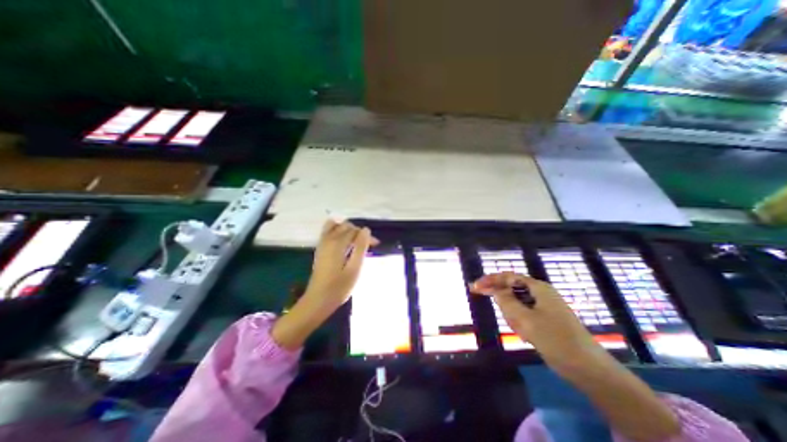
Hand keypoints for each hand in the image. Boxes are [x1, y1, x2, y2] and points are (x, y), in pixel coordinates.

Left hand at [275, 219, 377, 349]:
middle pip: (346, 226)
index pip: (355, 231)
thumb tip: (366, 230)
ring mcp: (322, 243)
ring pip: (336, 226)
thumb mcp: (355, 269)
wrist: (317, 301)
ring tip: (357, 241)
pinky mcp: (320, 248)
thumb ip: (361, 247)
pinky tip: (345, 242)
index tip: (376, 245)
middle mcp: (328, 239)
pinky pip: (328, 231)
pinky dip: (338, 231)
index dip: (367, 236)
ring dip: (348, 230)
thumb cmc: (339, 287)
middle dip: (359, 232)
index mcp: (338, 243)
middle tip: (368, 245)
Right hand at [470, 274, 603, 372]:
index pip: (508, 277)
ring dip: (512, 314)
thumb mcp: (525, 319)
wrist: (588, 369)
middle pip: (512, 288)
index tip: (475, 286)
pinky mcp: (546, 319)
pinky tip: (525, 335)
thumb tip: (495, 290)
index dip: (490, 280)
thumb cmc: (555, 339)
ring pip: (517, 303)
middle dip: (500, 297)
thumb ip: (506, 302)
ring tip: (521, 331)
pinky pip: (525, 314)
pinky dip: (520, 321)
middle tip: (481, 297)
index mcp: (538, 288)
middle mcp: (541, 293)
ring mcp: (544, 306)